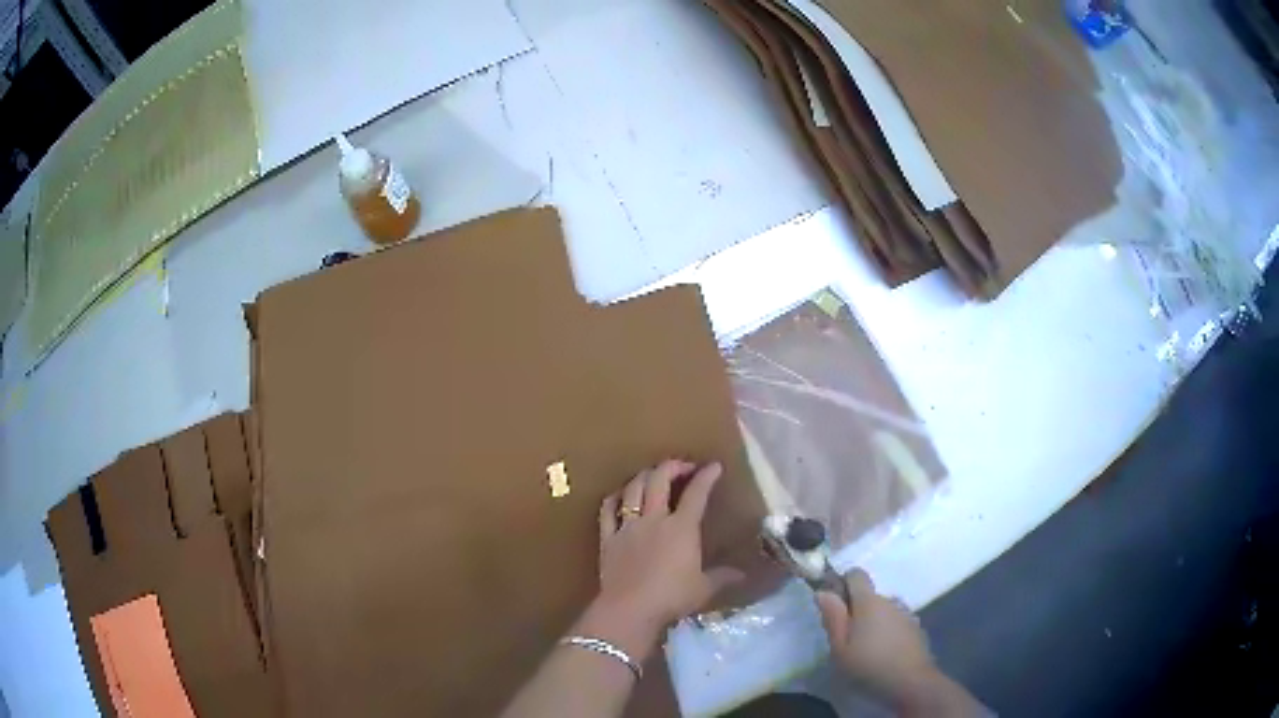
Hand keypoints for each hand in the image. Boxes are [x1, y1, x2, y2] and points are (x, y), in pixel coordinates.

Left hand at [583, 460, 743, 654]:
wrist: (630, 609)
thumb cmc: (672, 598)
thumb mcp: (704, 588)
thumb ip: (723, 577)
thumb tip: (743, 574)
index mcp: (681, 528)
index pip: (696, 493)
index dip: (706, 476)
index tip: (714, 466)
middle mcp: (654, 519)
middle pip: (659, 480)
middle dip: (672, 466)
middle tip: (683, 467)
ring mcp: (628, 526)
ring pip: (633, 489)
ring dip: (644, 476)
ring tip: (652, 475)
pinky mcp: (608, 538)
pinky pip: (607, 510)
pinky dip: (614, 498)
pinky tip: (620, 495)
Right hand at [816, 569, 937, 704]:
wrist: (911, 682)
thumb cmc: (869, 665)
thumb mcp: (840, 648)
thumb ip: (833, 618)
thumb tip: (823, 592)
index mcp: (869, 602)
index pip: (857, 575)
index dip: (843, 583)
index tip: (834, 605)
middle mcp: (890, 601)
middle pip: (870, 596)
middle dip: (856, 610)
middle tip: (846, 638)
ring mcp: (906, 614)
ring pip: (884, 610)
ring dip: (873, 622)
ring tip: (865, 648)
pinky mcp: (916, 628)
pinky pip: (896, 622)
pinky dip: (888, 631)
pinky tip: (883, 653)